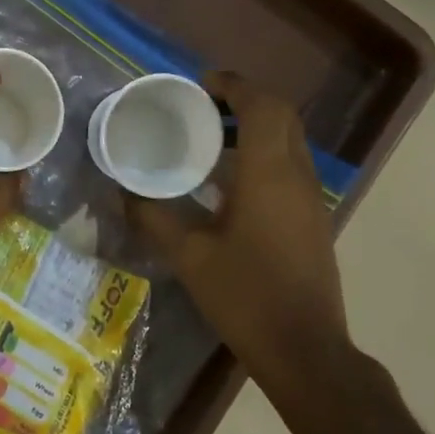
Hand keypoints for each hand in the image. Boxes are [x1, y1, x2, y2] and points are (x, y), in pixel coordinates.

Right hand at [130, 72, 350, 383]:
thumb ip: (153, 217)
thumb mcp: (189, 256)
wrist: (304, 349)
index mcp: (268, 175)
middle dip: (243, 101)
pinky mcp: (312, 218)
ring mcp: (310, 198)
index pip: (262, 106)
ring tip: (208, 138)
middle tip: (201, 107)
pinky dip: (261, 154)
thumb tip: (123, 190)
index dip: (234, 86)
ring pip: (288, 141)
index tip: (200, 84)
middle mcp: (296, 176)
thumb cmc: (245, 296)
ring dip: (254, 127)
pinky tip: (226, 182)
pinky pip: (289, 166)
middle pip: (281, 116)